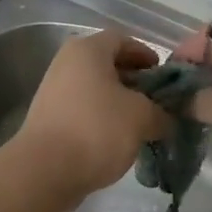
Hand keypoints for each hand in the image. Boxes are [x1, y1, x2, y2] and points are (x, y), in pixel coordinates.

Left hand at [12, 30, 168, 205]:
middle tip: (157, 102)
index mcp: (87, 50)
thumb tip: (166, 119)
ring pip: (96, 90)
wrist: (44, 171)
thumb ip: (161, 113)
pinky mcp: (49, 119)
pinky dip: (103, 120)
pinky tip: (119, 140)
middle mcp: (66, 64)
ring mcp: (54, 92)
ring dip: (120, 104)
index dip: (146, 54)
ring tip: (142, 124)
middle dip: (135, 82)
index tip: (163, 76)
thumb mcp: (142, 118)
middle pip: (107, 65)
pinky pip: (84, 111)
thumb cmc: (96, 130)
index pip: (122, 40)